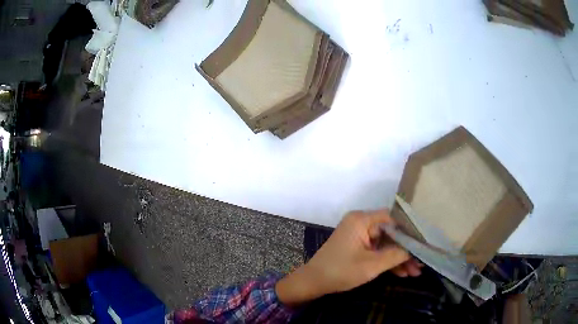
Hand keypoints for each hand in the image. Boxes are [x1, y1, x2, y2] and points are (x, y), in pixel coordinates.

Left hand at [276, 209, 421, 306]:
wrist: (313, 283)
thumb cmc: (340, 271)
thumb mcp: (371, 265)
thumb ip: (396, 254)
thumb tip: (416, 248)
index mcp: (362, 220)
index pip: (393, 218)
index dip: (410, 230)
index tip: (425, 242)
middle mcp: (361, 223)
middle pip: (391, 233)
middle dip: (406, 250)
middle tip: (421, 262)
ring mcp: (360, 236)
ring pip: (386, 244)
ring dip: (399, 258)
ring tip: (416, 271)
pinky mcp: (358, 247)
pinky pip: (378, 251)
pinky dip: (388, 261)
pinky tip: (402, 273)